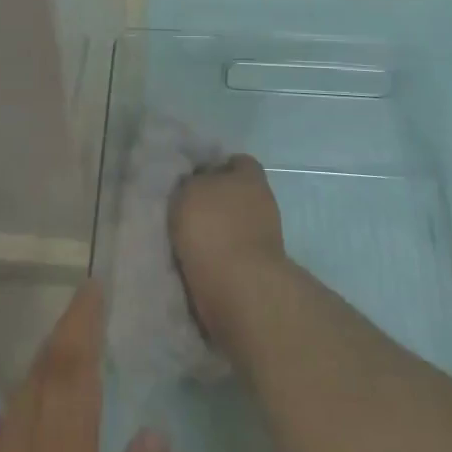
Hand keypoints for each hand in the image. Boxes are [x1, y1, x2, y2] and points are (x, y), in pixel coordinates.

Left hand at [0, 282, 168, 451]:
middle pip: (38, 381)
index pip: (70, 373)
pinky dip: (21, 415)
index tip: (94, 284)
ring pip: (14, 408)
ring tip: (66, 355)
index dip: (82, 323)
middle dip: (62, 339)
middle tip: (86, 309)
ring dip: (41, 373)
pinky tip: (27, 429)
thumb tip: (155, 432)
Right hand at [171, 155, 286, 336]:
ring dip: (216, 232)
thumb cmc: (213, 228)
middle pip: (235, 195)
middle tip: (186, 211)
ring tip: (186, 241)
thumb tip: (195, 183)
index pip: (235, 162)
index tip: (192, 179)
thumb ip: (192, 181)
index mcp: (250, 176)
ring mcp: (266, 237)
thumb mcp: (189, 190)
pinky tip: (196, 263)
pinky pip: (233, 254)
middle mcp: (263, 201)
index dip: (214, 168)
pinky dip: (218, 258)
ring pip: (234, 226)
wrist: (239, 289)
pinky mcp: (260, 269)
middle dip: (215, 202)